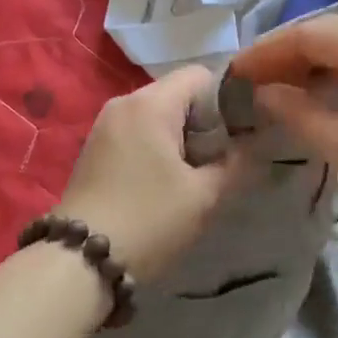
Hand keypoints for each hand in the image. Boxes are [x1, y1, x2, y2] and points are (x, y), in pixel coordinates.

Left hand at [56, 66, 243, 282]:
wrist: (79, 261)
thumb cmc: (149, 221)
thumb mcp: (203, 196)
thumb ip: (238, 163)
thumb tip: (258, 144)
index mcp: (150, 103)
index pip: (200, 76)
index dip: (226, 100)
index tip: (238, 136)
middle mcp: (124, 103)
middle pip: (178, 94)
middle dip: (204, 123)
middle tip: (219, 161)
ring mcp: (104, 125)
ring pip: (157, 114)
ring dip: (181, 138)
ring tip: (193, 176)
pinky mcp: (94, 149)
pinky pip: (137, 132)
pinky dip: (156, 148)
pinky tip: (163, 184)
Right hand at [229, 16, 337, 246]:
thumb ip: (299, 111)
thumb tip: (264, 92)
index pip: (314, 33)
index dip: (270, 50)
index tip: (236, 70)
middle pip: (333, 34)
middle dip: (288, 53)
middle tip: (252, 77)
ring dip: (311, 65)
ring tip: (277, 87)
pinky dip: (335, 78)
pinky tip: (316, 98)